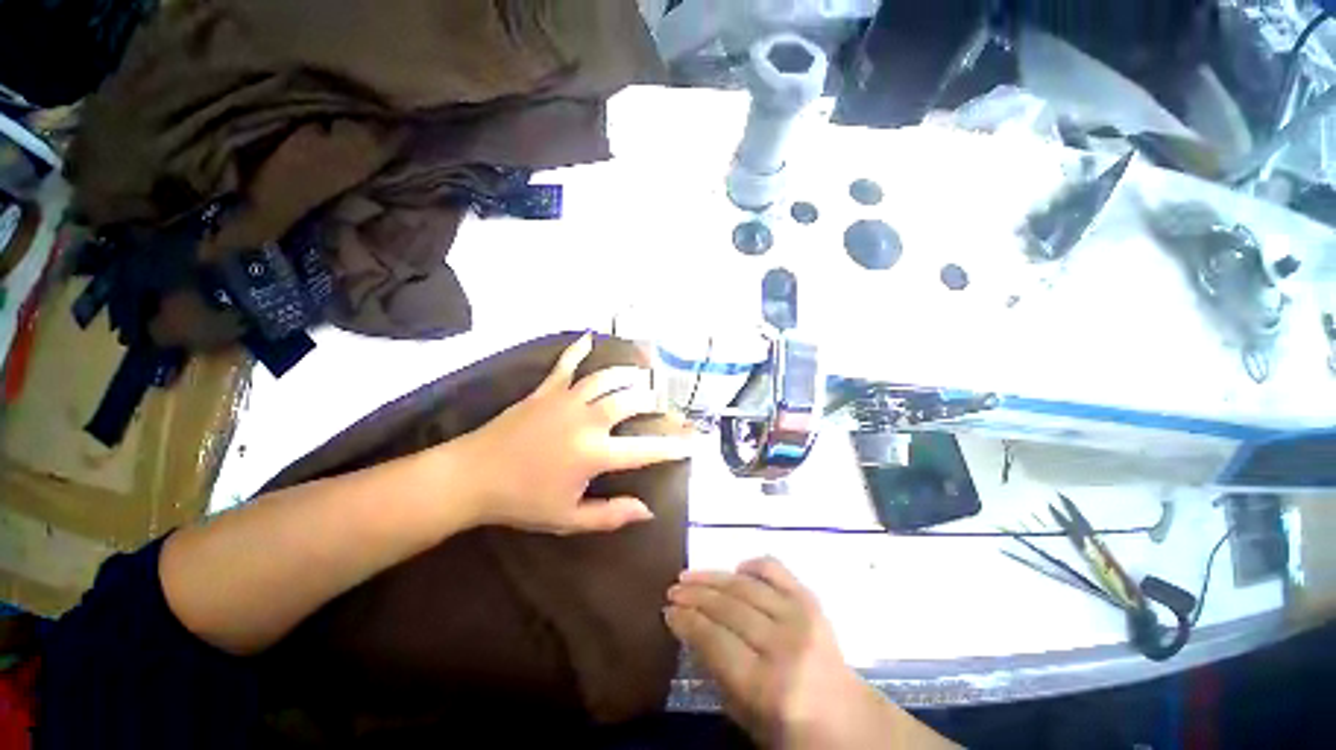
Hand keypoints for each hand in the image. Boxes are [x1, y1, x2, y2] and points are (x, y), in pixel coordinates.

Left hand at [456, 333, 690, 534]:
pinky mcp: (545, 391)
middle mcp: (587, 420)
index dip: (672, 446)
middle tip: (665, 405)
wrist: (471, 477)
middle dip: (654, 402)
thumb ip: (611, 514)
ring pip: (606, 378)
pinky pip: (566, 365)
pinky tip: (589, 337)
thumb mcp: (569, 519)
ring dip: (628, 374)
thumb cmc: (522, 501)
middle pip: (631, 401)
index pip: (645, 449)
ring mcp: (566, 400)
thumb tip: (647, 511)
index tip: (692, 442)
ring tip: (642, 373)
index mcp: (595, 453)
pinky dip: (578, 350)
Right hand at [666, 558, 911, 748]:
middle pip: (728, 608)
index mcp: (767, 686)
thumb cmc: (792, 731)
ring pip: (745, 586)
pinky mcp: (812, 601)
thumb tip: (689, 629)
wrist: (849, 721)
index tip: (667, 611)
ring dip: (712, 577)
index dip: (686, 622)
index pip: (714, 640)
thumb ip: (717, 672)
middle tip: (672, 589)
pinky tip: (735, 569)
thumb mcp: (747, 716)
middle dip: (694, 596)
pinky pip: (775, 570)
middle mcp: (785, 646)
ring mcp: (801, 617)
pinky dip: (752, 565)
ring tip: (689, 575)